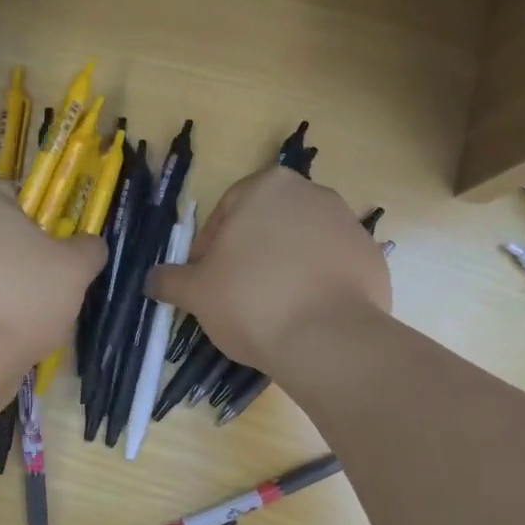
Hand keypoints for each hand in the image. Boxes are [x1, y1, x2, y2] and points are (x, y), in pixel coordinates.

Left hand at [0, 176, 104, 379]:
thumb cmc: (18, 297)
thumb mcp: (74, 269)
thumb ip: (88, 248)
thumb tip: (88, 245)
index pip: (19, 196)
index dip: (46, 225)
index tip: (58, 257)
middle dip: (22, 257)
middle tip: (45, 288)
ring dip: (2, 284)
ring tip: (22, 316)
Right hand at [146, 167, 390, 370]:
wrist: (328, 338)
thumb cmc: (251, 300)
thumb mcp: (196, 292)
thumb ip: (170, 280)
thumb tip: (151, 280)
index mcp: (267, 186)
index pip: (226, 212)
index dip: (208, 249)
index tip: (206, 282)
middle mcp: (313, 193)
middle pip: (266, 225)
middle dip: (248, 255)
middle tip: (234, 295)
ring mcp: (349, 224)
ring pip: (301, 245)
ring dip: (282, 268)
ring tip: (271, 309)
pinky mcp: (372, 257)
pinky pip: (332, 267)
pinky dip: (315, 285)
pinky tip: (304, 316)